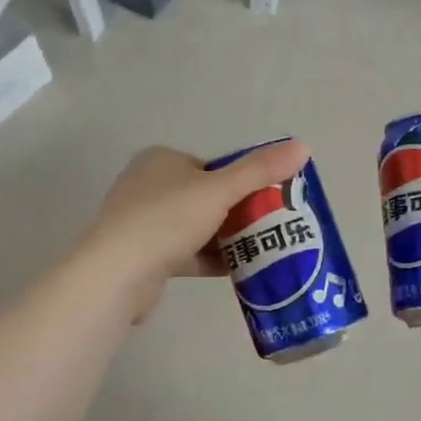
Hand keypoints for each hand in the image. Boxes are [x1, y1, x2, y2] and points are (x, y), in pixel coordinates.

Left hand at [77, 141, 309, 320]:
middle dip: (238, 212)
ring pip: (196, 226)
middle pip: (206, 197)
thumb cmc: (167, 219)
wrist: (116, 274)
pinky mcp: (143, 256)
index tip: (269, 201)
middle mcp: (148, 186)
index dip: (242, 182)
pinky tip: (239, 270)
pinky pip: (185, 252)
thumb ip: (260, 171)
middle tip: (271, 227)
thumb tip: (303, 146)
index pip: (211, 166)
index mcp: (161, 160)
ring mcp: (142, 222)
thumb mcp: (220, 190)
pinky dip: (210, 259)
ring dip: (226, 238)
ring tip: (262, 249)